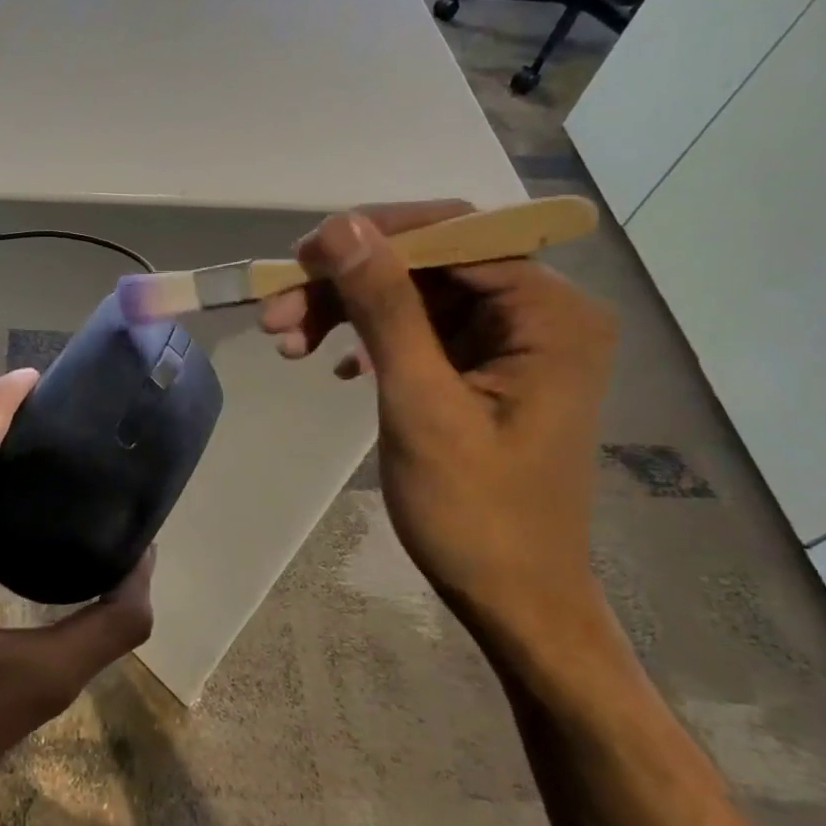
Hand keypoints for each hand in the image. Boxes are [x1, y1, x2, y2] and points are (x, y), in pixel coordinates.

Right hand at [260, 203, 616, 638]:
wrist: (512, 598)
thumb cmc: (475, 512)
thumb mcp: (420, 403)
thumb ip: (384, 308)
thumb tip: (341, 227)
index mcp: (549, 314)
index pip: (456, 234)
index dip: (374, 236)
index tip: (300, 258)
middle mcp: (538, 313)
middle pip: (428, 264)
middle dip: (348, 282)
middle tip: (277, 310)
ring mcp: (509, 342)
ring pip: (413, 295)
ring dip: (346, 311)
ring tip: (286, 341)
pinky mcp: (482, 368)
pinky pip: (417, 329)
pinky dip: (368, 338)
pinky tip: (333, 365)